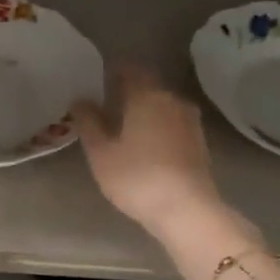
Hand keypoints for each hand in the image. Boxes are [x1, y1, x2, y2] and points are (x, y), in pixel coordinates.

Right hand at [74, 65, 225, 234]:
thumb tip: (80, 100)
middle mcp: (171, 100)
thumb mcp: (100, 152)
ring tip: (125, 126)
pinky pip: (173, 123)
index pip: (130, 70)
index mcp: (146, 95)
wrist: (186, 209)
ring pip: (162, 105)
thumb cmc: (136, 177)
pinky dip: (158, 126)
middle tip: (107, 105)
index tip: (98, 81)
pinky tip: (146, 144)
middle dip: (129, 92)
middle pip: (148, 86)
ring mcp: (190, 121)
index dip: (114, 72)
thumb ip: (88, 122)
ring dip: (145, 110)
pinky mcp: (199, 142)